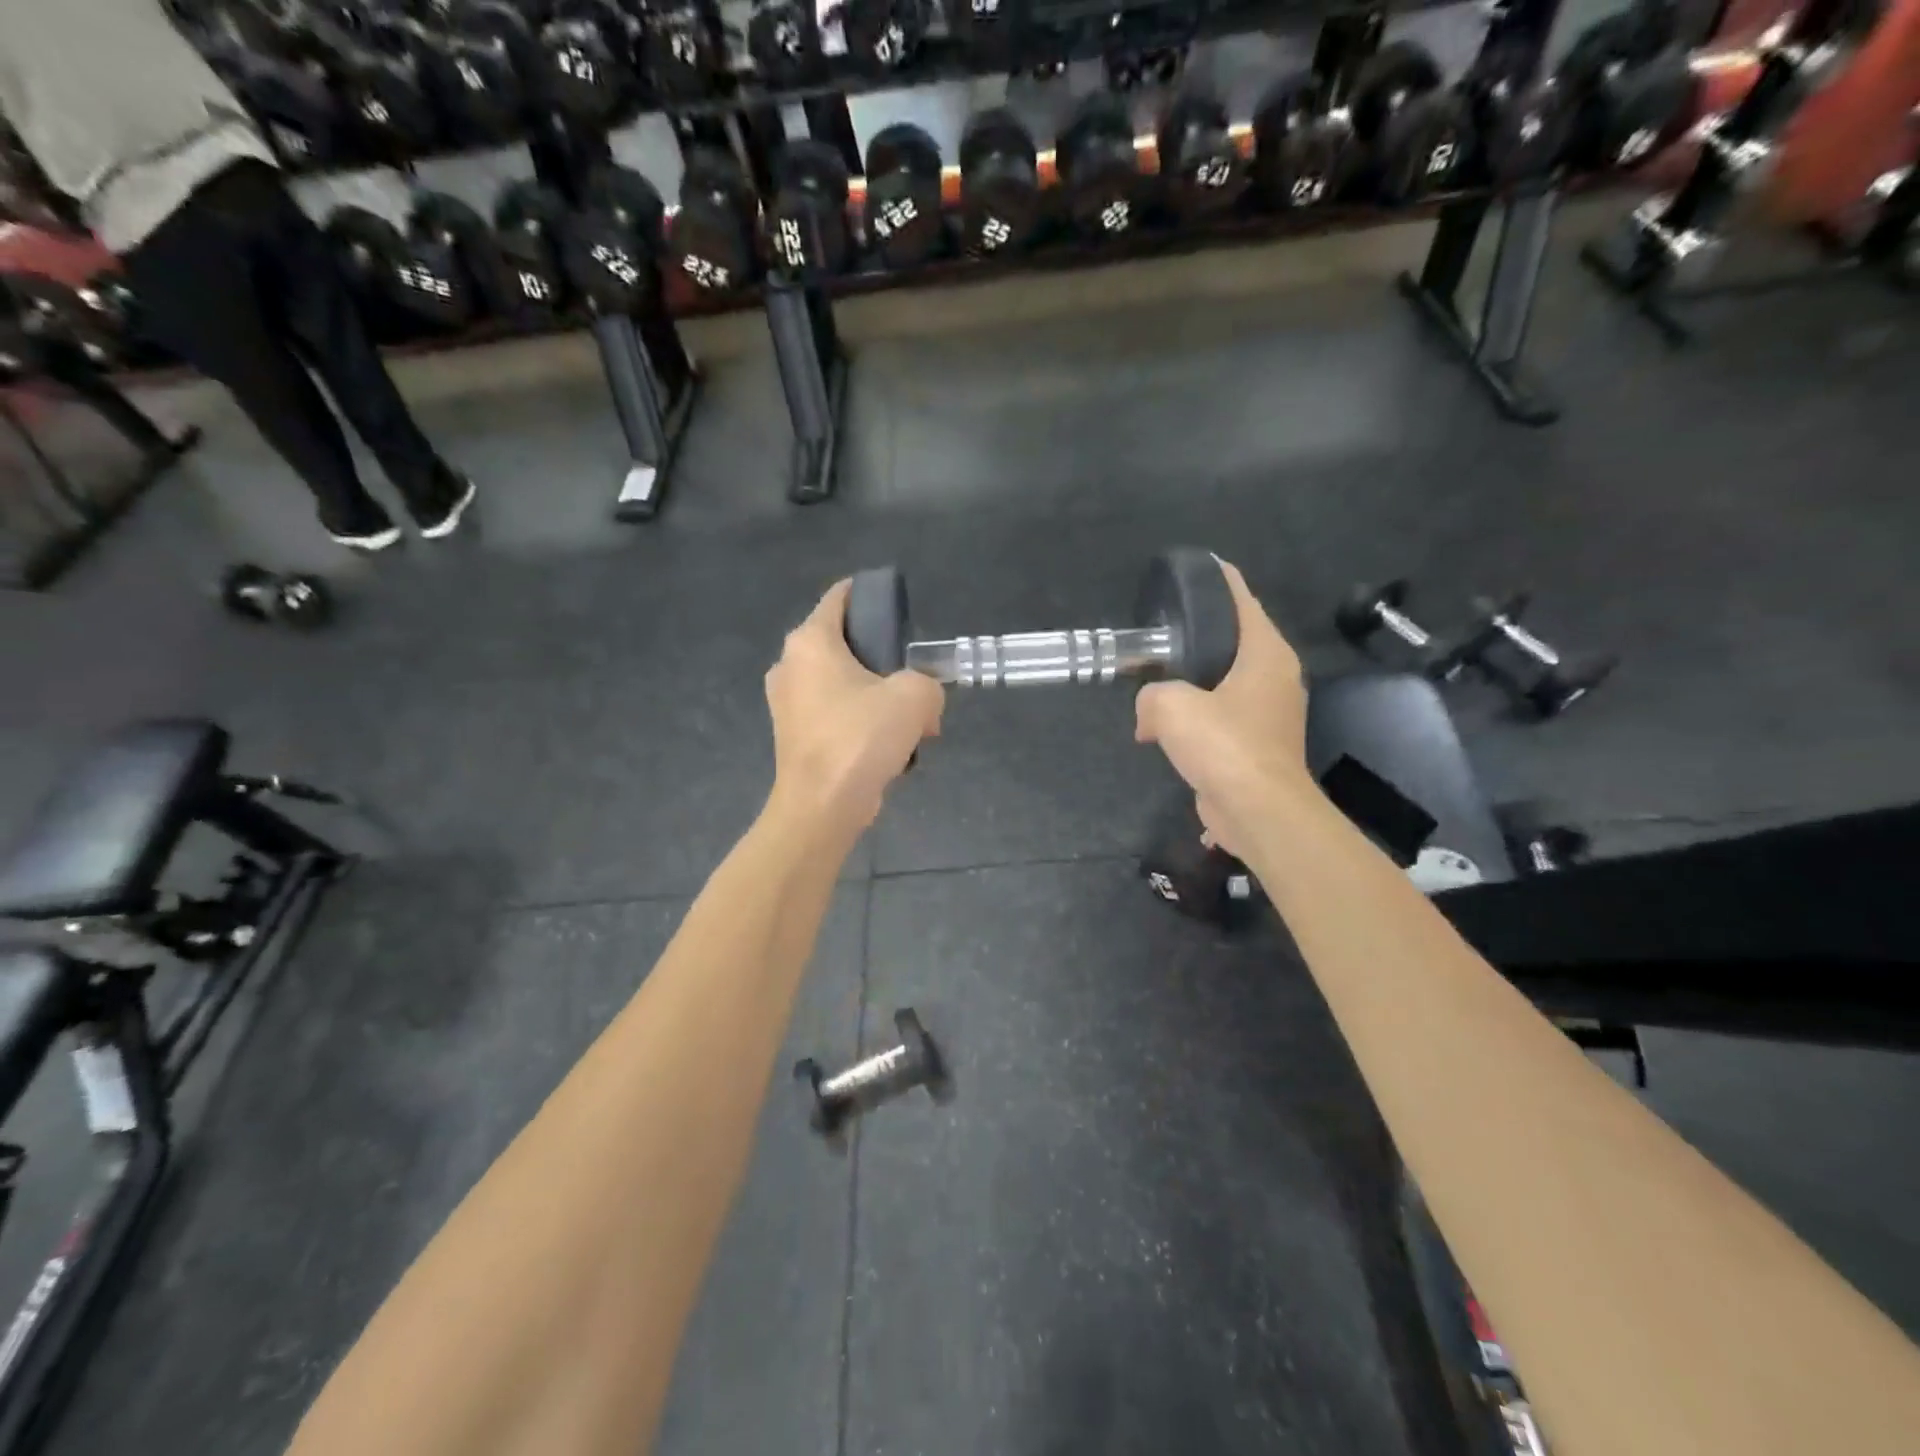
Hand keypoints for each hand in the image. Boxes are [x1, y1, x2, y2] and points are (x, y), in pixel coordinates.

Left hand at [766, 579, 943, 838]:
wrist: (822, 807)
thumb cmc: (860, 738)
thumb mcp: (915, 697)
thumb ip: (927, 683)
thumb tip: (922, 705)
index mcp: (810, 642)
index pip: (840, 597)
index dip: (870, 594)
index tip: (898, 609)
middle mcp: (789, 665)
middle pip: (844, 644)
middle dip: (883, 660)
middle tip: (914, 680)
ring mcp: (787, 704)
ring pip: (841, 684)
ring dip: (876, 698)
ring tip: (909, 723)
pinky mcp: (793, 736)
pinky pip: (834, 715)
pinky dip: (860, 723)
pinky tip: (888, 747)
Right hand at [1134, 560, 1311, 861]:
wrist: (1258, 811)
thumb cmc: (1224, 745)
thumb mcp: (1171, 707)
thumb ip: (1151, 695)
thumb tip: (1148, 713)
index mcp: (1266, 655)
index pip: (1244, 602)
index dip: (1223, 581)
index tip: (1203, 566)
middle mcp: (1276, 679)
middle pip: (1237, 643)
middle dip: (1203, 636)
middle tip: (1166, 630)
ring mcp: (1272, 716)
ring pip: (1228, 686)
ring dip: (1196, 687)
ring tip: (1158, 684)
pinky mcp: (1260, 748)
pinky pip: (1224, 721)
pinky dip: (1199, 723)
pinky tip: (1167, 735)